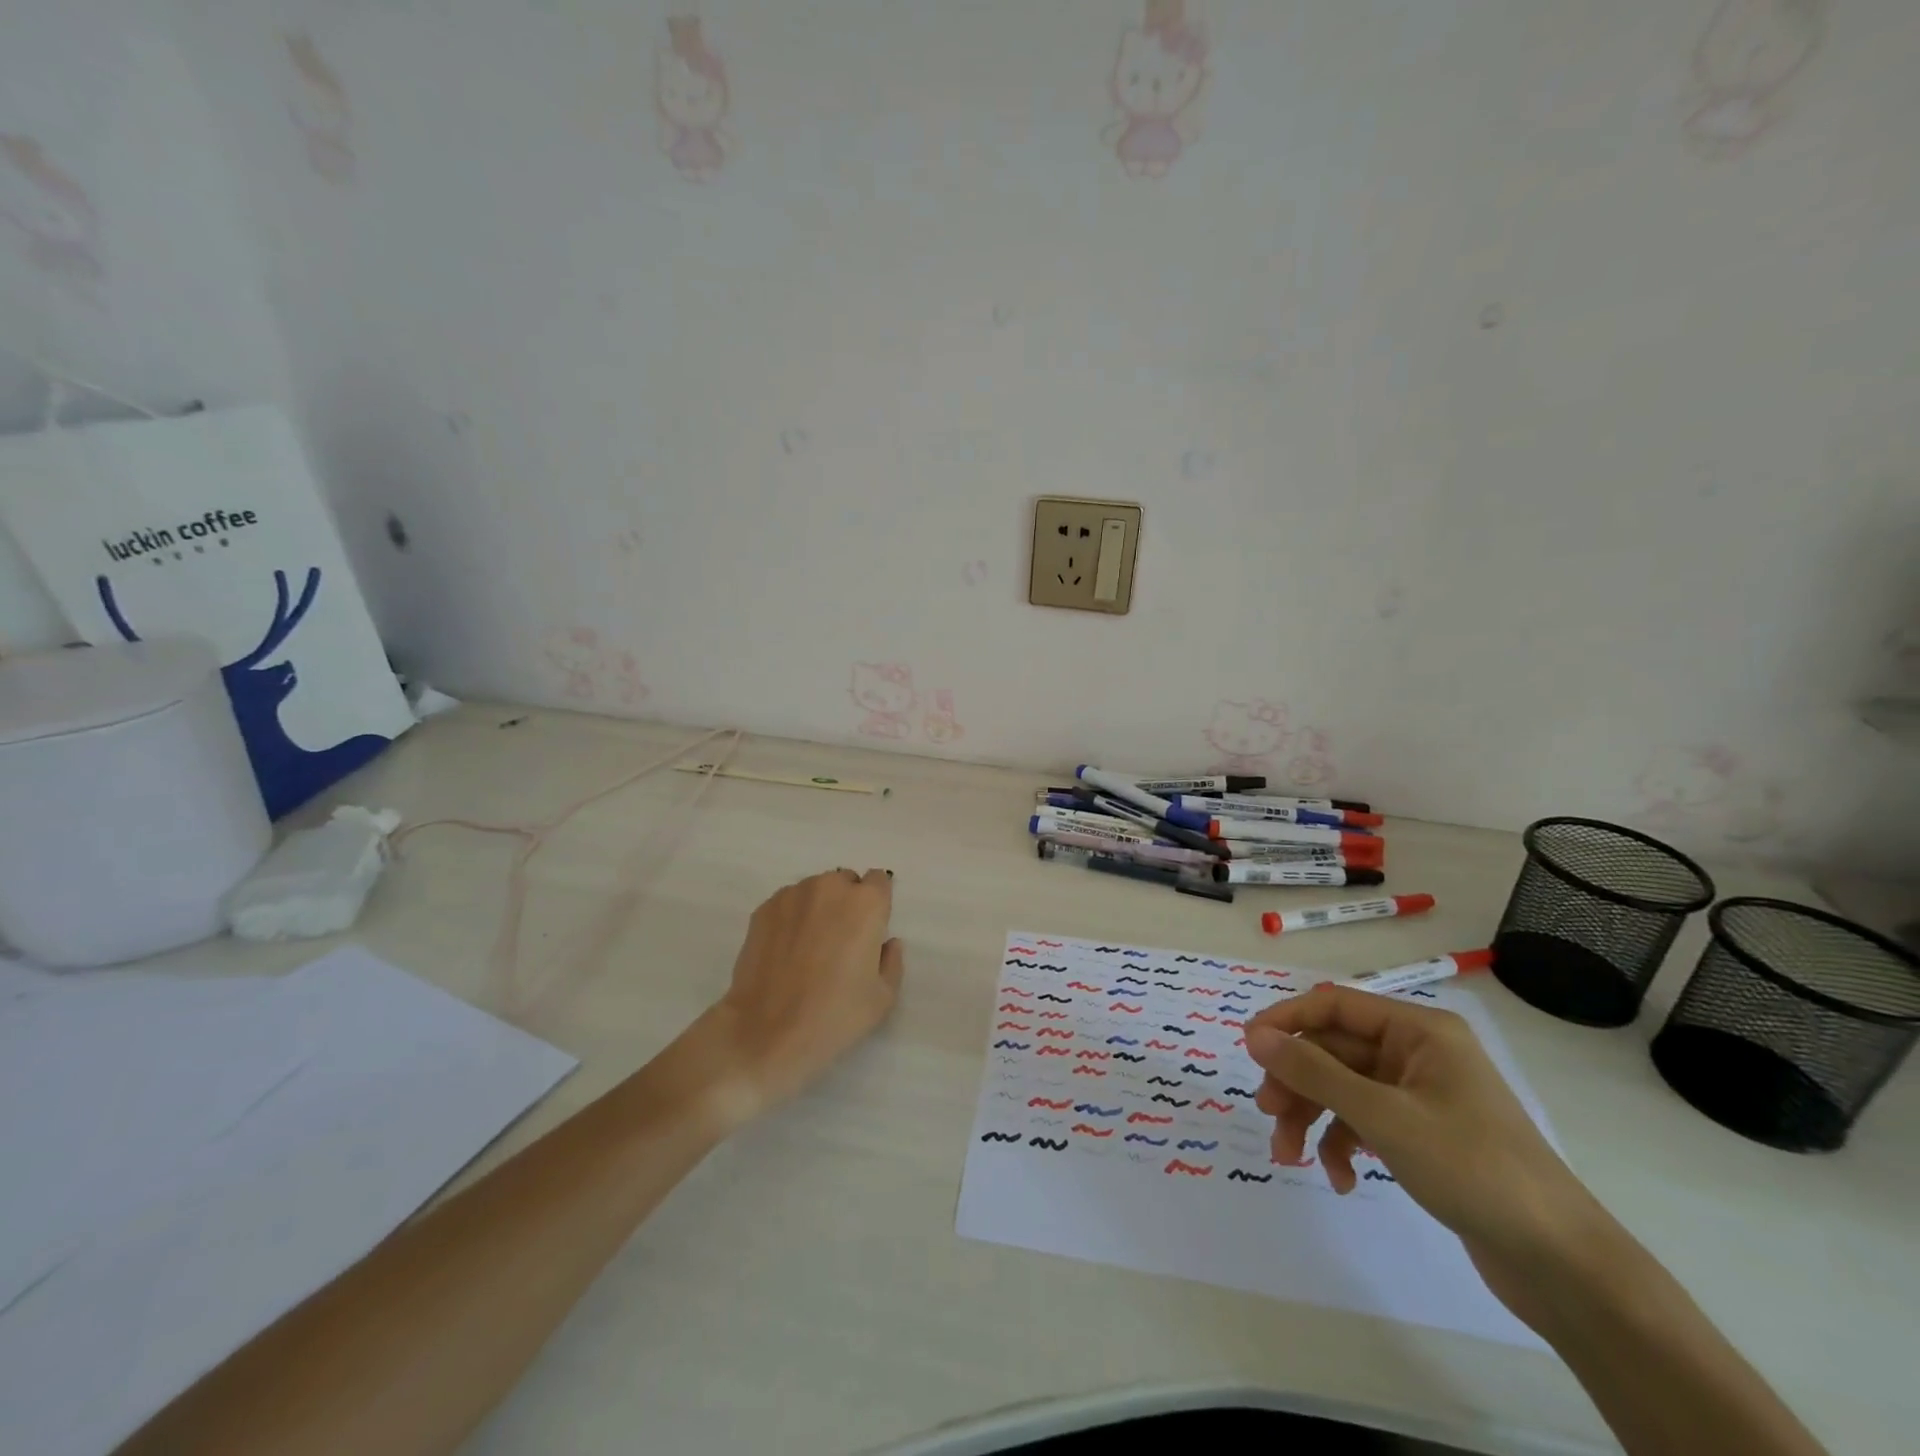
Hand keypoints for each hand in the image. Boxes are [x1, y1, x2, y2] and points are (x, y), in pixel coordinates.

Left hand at [705, 868, 904, 1115]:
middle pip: (845, 882)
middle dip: (847, 903)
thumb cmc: (834, 1016)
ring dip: (818, 908)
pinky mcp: (763, 909)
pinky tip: (786, 951)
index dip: (877, 904)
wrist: (766, 1033)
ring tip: (809, 947)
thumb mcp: (883, 998)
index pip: (879, 881)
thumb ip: (892, 961)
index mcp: (866, 903)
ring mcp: (792, 895)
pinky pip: (788, 904)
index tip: (870, 930)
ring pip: (815, 891)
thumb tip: (887, 942)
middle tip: (840, 942)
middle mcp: (830, 887)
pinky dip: (792, 918)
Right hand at [1244, 986, 1604, 1313]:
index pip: (1334, 1005)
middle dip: (1297, 1083)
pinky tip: (1342, 1179)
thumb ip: (1314, 1072)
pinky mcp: (1424, 1134)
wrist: (1563, 1264)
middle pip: (1334, 1051)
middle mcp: (1417, 1053)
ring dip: (1313, 1118)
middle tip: (1269, 1114)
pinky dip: (1345, 1145)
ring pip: (1344, 1089)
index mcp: (1418, 1030)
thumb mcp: (1384, 1116)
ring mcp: (1421, 1094)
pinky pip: (1366, 1122)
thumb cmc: (1473, 1169)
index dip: (1286, 1021)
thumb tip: (1255, 1035)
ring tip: (1291, 1157)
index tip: (1248, 1048)